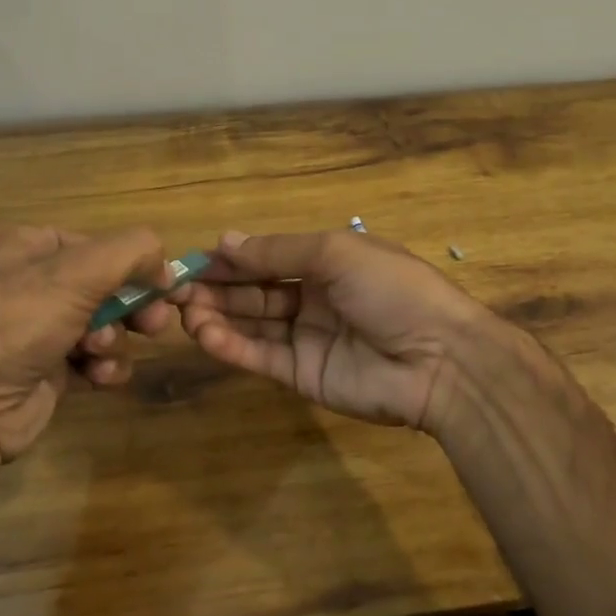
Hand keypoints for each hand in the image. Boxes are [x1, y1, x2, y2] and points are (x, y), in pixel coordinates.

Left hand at [0, 224, 174, 461]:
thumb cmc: (15, 322)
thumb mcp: (81, 270)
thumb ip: (134, 251)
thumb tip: (165, 267)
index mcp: (18, 244)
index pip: (92, 244)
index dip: (130, 264)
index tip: (162, 286)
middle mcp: (20, 282)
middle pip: (100, 285)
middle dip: (128, 306)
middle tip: (153, 324)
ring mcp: (28, 330)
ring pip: (100, 323)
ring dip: (113, 339)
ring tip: (100, 353)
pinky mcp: (39, 371)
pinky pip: (88, 359)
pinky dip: (101, 366)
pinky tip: (98, 378)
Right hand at [169, 229, 501, 430]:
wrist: (440, 358)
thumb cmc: (392, 289)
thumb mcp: (337, 253)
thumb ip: (279, 251)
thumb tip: (225, 240)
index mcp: (328, 262)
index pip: (269, 258)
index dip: (233, 259)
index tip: (192, 261)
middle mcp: (314, 298)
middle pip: (255, 291)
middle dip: (217, 289)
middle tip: (174, 291)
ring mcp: (308, 339)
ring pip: (253, 324)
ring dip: (218, 317)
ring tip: (184, 313)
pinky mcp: (304, 376)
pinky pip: (262, 357)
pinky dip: (232, 346)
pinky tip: (206, 336)